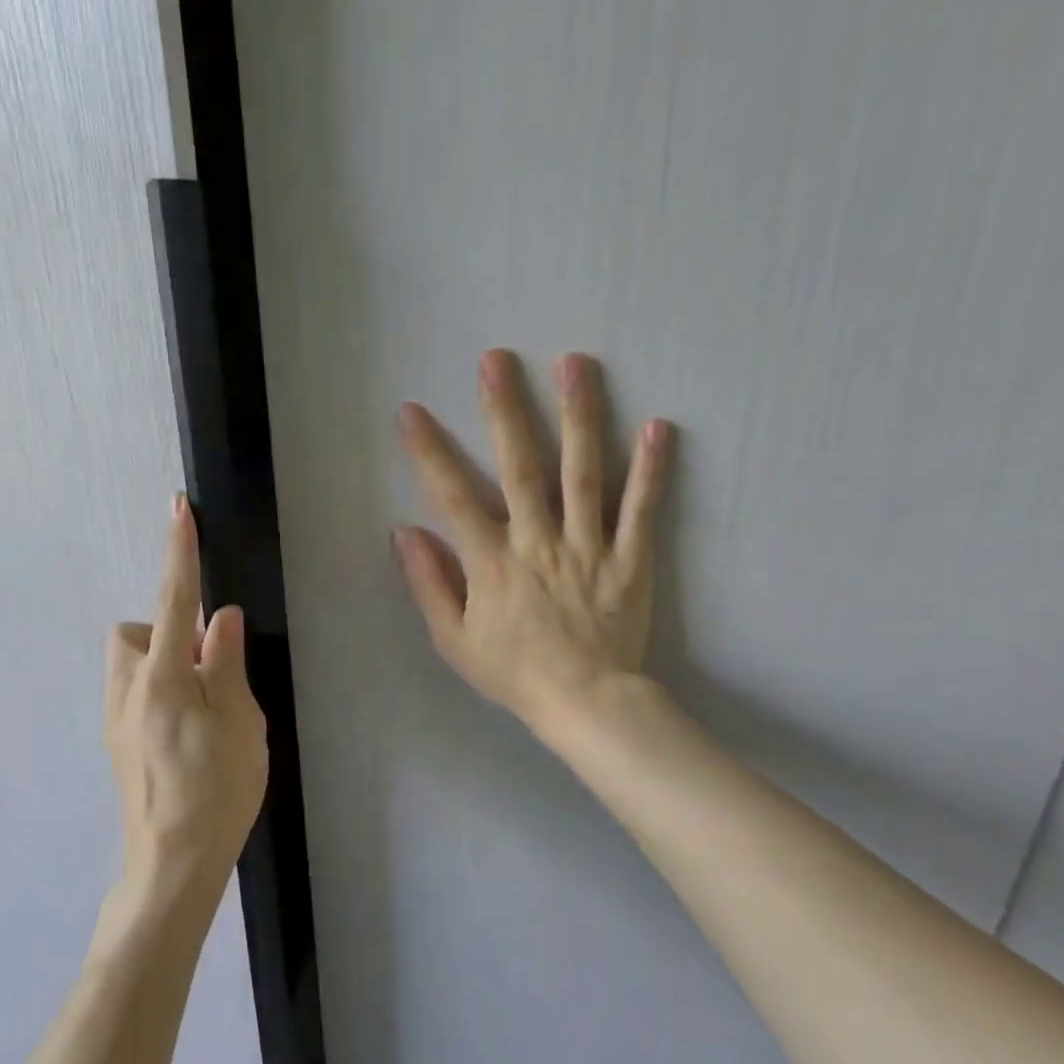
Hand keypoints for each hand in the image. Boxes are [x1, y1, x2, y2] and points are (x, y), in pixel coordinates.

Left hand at [104, 495, 268, 900]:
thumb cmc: (217, 791)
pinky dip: (157, 692)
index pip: (173, 599)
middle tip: (207, 668)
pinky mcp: (116, 743)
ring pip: (130, 663)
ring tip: (201, 705)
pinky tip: (186, 735)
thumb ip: (226, 663)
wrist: (173, 863)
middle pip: (133, 632)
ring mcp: (115, 719)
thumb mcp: (240, 723)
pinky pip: (132, 694)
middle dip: (165, 632)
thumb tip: (219, 617)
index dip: (179, 552)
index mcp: (162, 678)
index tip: (178, 510)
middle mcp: (127, 690)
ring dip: (160, 663)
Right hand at [394, 348, 673, 737]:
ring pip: (583, 473)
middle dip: (505, 410)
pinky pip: (641, 510)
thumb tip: (404, 532)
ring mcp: (589, 546)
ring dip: (578, 416)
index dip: (429, 452)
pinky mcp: (630, 559)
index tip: (411, 411)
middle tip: (497, 359)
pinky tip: (658, 427)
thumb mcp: (453, 640)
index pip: (453, 497)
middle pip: (521, 467)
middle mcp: (538, 542)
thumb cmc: (513, 673)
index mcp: (492, 562)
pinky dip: (650, 470)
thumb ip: (429, 583)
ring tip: (575, 364)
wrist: (585, 703)